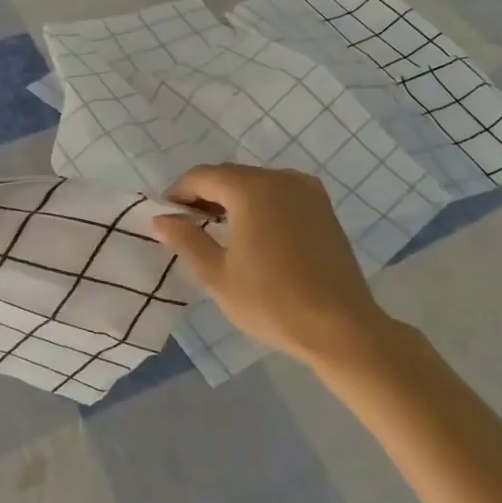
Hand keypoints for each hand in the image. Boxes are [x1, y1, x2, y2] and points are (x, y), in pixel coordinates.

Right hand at [151, 163, 393, 369]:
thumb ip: (186, 239)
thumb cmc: (271, 302)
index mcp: (251, 189)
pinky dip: (259, 205)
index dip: (178, 193)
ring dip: (232, 200)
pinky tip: (253, 234)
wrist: (340, 327)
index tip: (166, 217)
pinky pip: (280, 194)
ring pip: (256, 183)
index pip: (202, 177)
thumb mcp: (217, 275)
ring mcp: (307, 190)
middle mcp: (280, 178)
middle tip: (187, 226)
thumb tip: (161, 219)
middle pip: (230, 176)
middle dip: (205, 195)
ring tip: (218, 232)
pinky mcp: (323, 207)